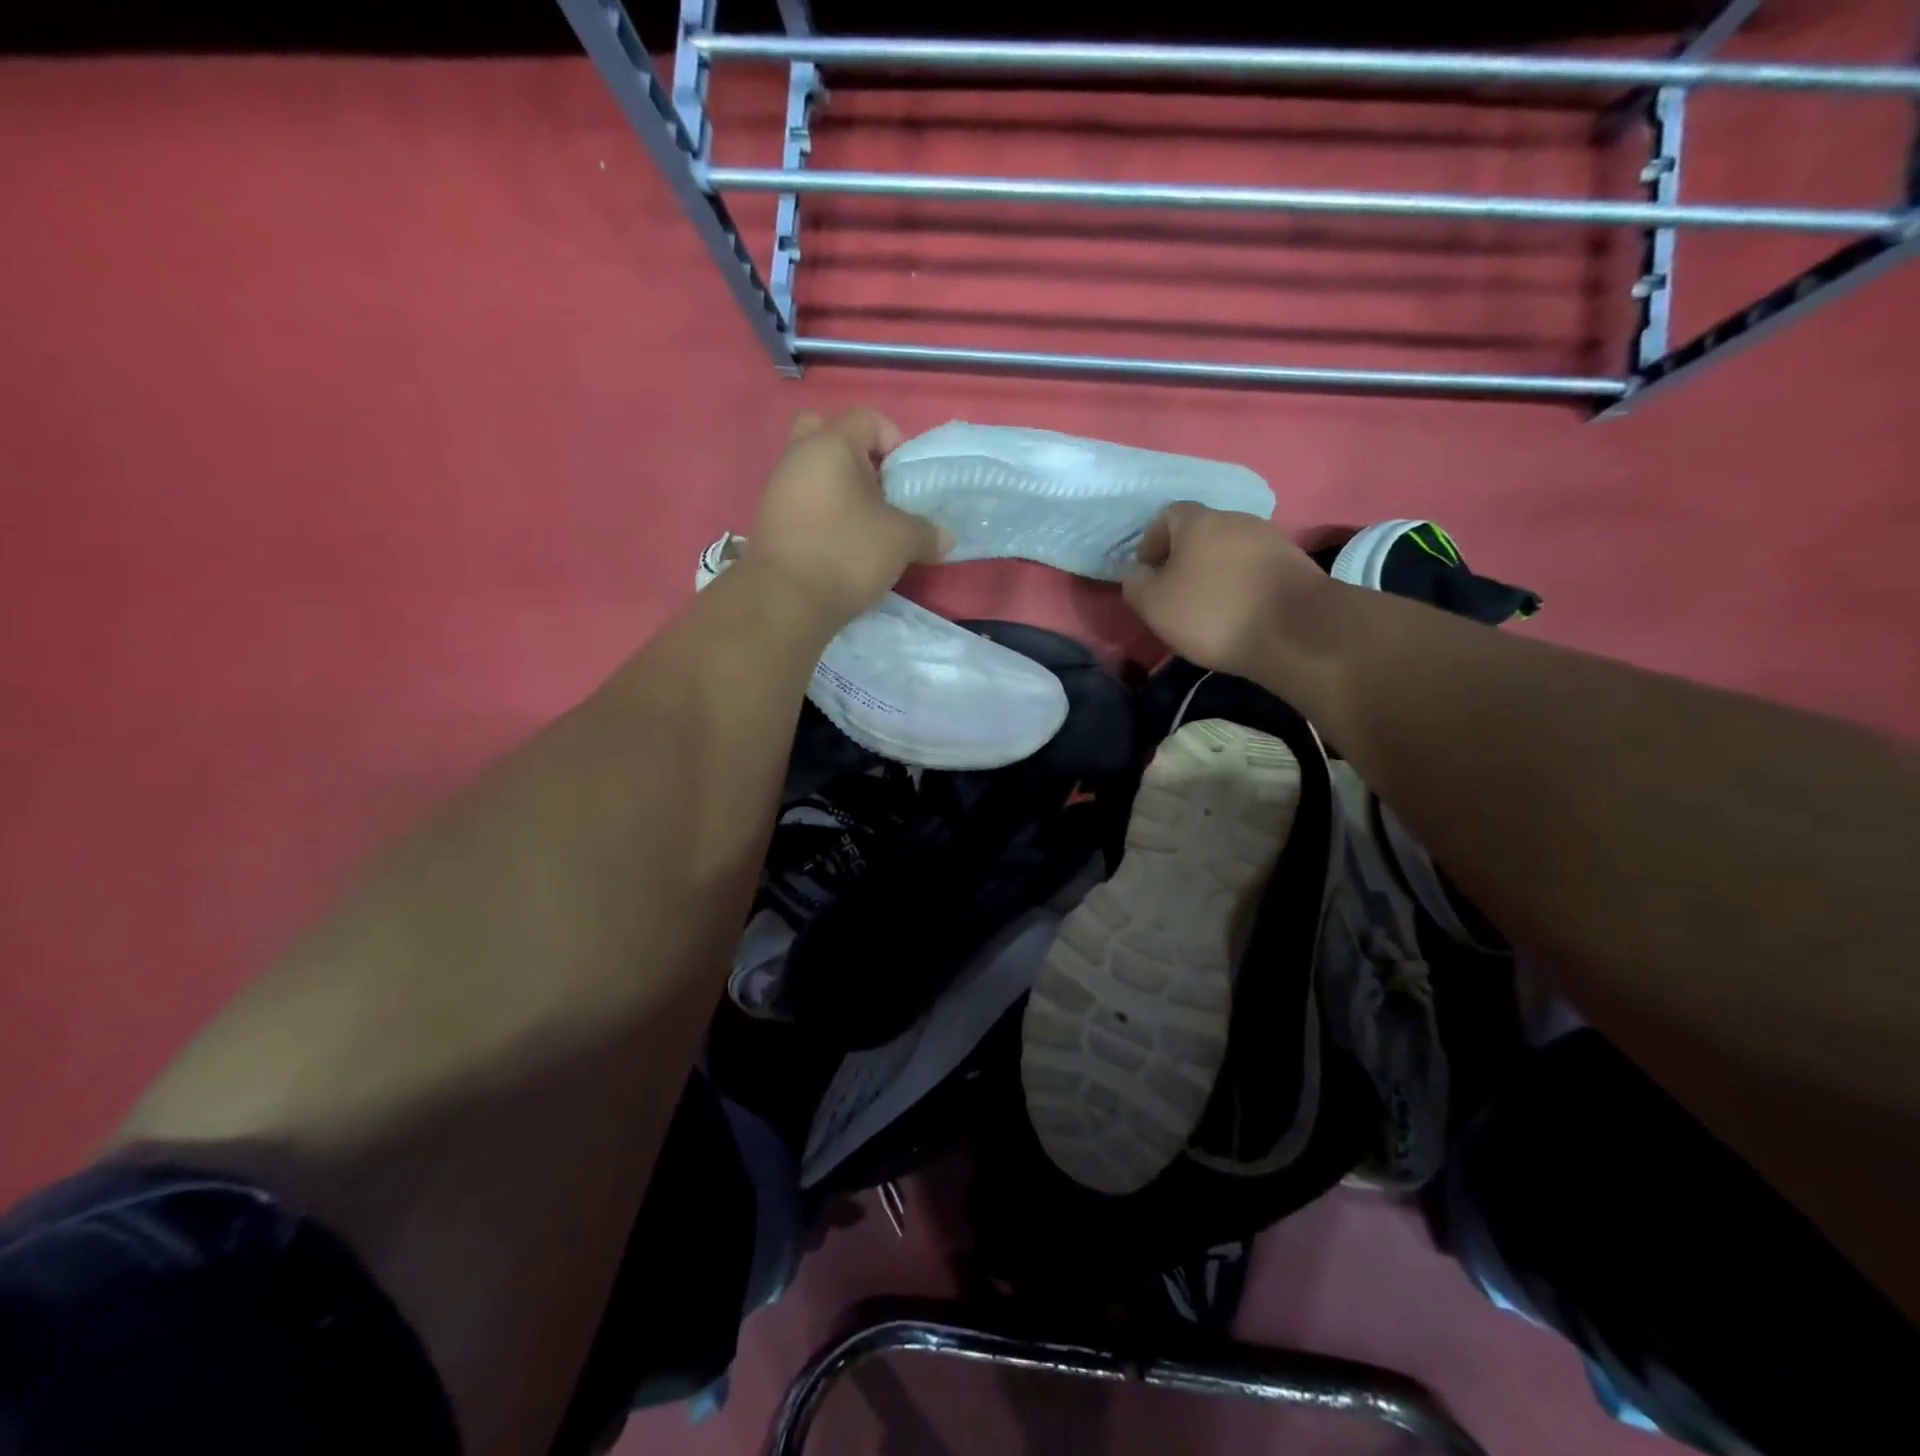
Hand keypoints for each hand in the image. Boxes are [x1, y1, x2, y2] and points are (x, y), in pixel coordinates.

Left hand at [746, 408, 950, 625]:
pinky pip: (803, 500)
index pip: (868, 419)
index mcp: (831, 444)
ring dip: (840, 488)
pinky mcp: (771, 520)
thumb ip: (926, 532)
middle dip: (858, 455)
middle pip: (828, 433)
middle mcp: (798, 456)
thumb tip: (946, 539)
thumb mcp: (900, 541)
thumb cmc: (846, 553)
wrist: (785, 600)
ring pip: (813, 470)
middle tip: (878, 487)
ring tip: (866, 523)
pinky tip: (843, 543)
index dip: (895, 441)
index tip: (907, 479)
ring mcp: (779, 488)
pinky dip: (824, 512)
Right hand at [1121, 503, 1332, 680]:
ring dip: (1215, 571)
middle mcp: (1236, 519)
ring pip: (1231, 549)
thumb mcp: (1155, 605)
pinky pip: (1256, 568)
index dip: (1152, 541)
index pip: (1167, 515)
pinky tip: (1240, 611)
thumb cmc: (1213, 613)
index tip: (1147, 571)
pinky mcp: (1295, 563)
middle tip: (1175, 591)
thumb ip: (1136, 584)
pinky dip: (1242, 583)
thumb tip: (1136, 572)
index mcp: (1199, 521)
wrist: (1296, 630)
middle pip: (1201, 531)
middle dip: (1184, 557)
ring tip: (1208, 605)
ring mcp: (1271, 539)